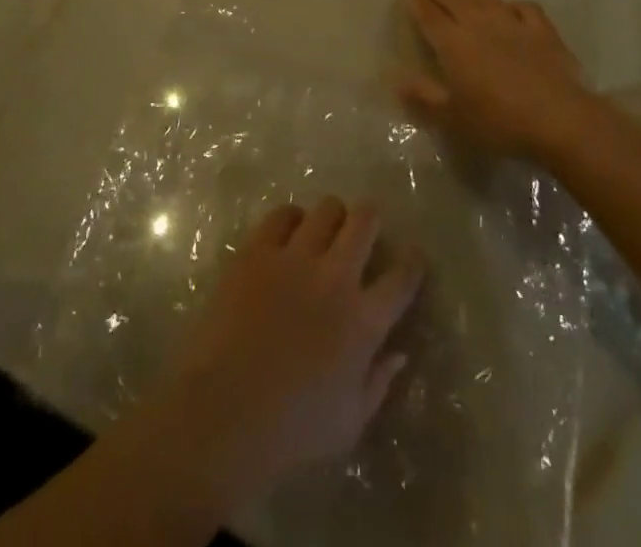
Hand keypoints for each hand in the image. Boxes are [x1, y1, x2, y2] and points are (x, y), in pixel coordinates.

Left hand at [155, 198, 423, 510]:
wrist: (225, 412)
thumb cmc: (293, 430)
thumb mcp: (350, 423)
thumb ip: (378, 383)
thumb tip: (398, 353)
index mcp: (364, 321)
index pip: (402, 278)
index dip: (413, 261)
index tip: (414, 254)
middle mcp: (335, 277)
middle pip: (364, 222)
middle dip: (370, 218)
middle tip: (365, 229)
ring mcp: (295, 257)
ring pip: (326, 209)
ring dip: (332, 216)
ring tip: (325, 228)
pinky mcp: (257, 250)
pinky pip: (281, 214)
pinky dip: (290, 218)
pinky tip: (288, 232)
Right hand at [399, 0, 587, 155]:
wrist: (560, 120)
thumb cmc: (500, 122)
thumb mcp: (453, 118)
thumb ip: (424, 98)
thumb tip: (397, 79)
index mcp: (454, 44)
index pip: (431, 16)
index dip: (418, 1)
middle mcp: (480, 25)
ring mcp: (514, 25)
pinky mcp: (543, 32)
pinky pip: (524, 9)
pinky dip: (512, 4)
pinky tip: (510, 7)